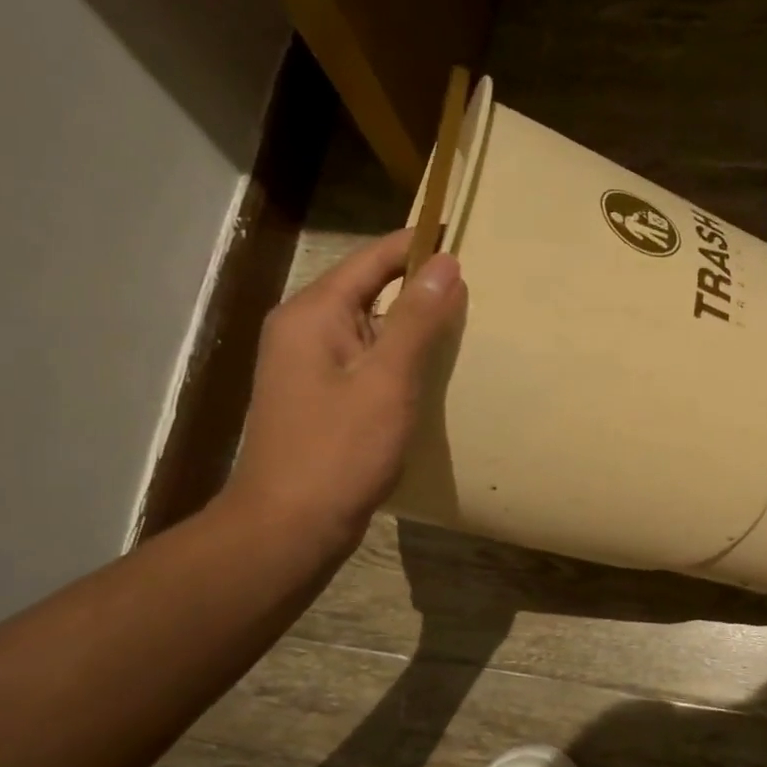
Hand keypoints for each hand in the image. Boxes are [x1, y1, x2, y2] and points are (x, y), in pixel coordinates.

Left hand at [222, 229, 465, 547]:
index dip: (418, 246)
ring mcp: (309, 366)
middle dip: (420, 287)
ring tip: (465, 325)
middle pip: (369, 289)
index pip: (373, 259)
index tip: (467, 239)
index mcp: (314, 313)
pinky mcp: (320, 398)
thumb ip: (418, 319)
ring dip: (412, 326)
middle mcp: (304, 329)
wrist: (289, 527)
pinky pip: (365, 360)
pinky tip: (430, 372)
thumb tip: (446, 262)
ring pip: (370, 328)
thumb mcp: (387, 381)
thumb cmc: (339, 451)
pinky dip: (398, 358)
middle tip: (478, 288)